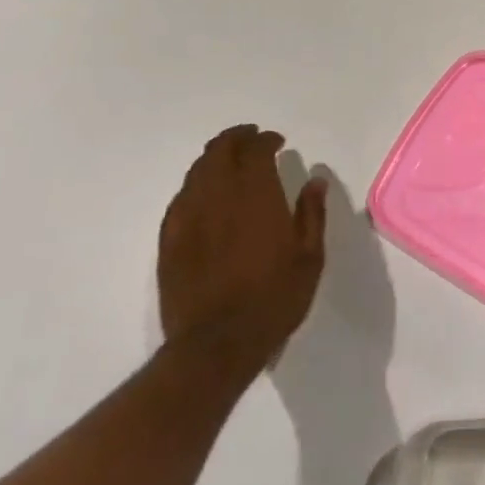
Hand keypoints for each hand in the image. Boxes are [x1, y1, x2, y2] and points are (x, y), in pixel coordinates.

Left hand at [158, 124, 325, 382]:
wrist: (215, 345)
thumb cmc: (273, 299)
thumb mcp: (309, 257)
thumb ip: (311, 214)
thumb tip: (315, 180)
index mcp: (256, 197)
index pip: (255, 151)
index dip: (265, 140)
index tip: (277, 141)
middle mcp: (218, 198)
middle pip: (219, 151)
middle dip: (236, 139)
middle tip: (252, 139)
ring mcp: (188, 218)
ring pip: (196, 171)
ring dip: (214, 158)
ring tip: (230, 162)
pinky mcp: (169, 240)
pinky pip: (180, 198)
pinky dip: (196, 185)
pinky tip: (206, 195)